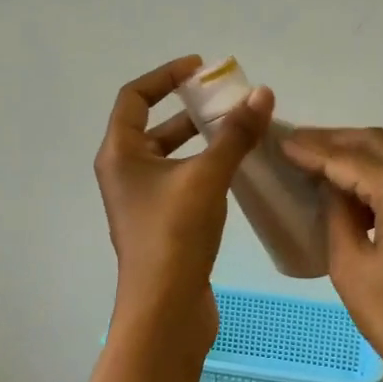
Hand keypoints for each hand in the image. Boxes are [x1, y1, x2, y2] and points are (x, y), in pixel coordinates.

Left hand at [95, 55, 272, 356]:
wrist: (165, 311)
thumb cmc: (175, 236)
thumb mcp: (206, 176)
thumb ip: (234, 134)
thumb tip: (262, 94)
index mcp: (120, 155)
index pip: (134, 97)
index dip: (166, 76)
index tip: (201, 69)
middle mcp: (125, 174)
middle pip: (154, 126)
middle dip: (191, 109)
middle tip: (230, 102)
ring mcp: (143, 202)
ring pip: (171, 156)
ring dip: (202, 140)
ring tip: (241, 132)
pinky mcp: (163, 224)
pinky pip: (183, 181)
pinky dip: (206, 168)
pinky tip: (238, 171)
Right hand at [282, 127, 382, 381]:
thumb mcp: (351, 268)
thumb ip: (338, 215)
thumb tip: (333, 188)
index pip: (349, 157)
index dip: (312, 149)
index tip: (280, 141)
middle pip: (379, 144)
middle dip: (336, 140)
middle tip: (298, 146)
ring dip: (361, 154)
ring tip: (322, 163)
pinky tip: (358, 192)